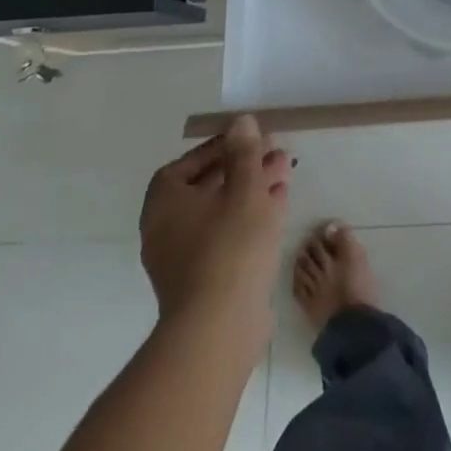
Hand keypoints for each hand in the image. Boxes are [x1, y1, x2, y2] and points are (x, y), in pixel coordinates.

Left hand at [139, 115, 291, 347]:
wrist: (219, 328)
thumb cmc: (229, 246)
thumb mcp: (244, 188)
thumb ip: (244, 153)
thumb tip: (240, 122)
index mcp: (165, 202)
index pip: (188, 163)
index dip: (220, 147)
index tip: (249, 139)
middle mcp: (166, 228)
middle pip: (208, 185)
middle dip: (244, 166)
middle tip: (276, 153)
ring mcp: (183, 257)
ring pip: (221, 210)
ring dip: (252, 189)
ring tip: (285, 173)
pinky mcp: (203, 279)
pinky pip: (226, 235)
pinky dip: (250, 216)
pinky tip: (279, 204)